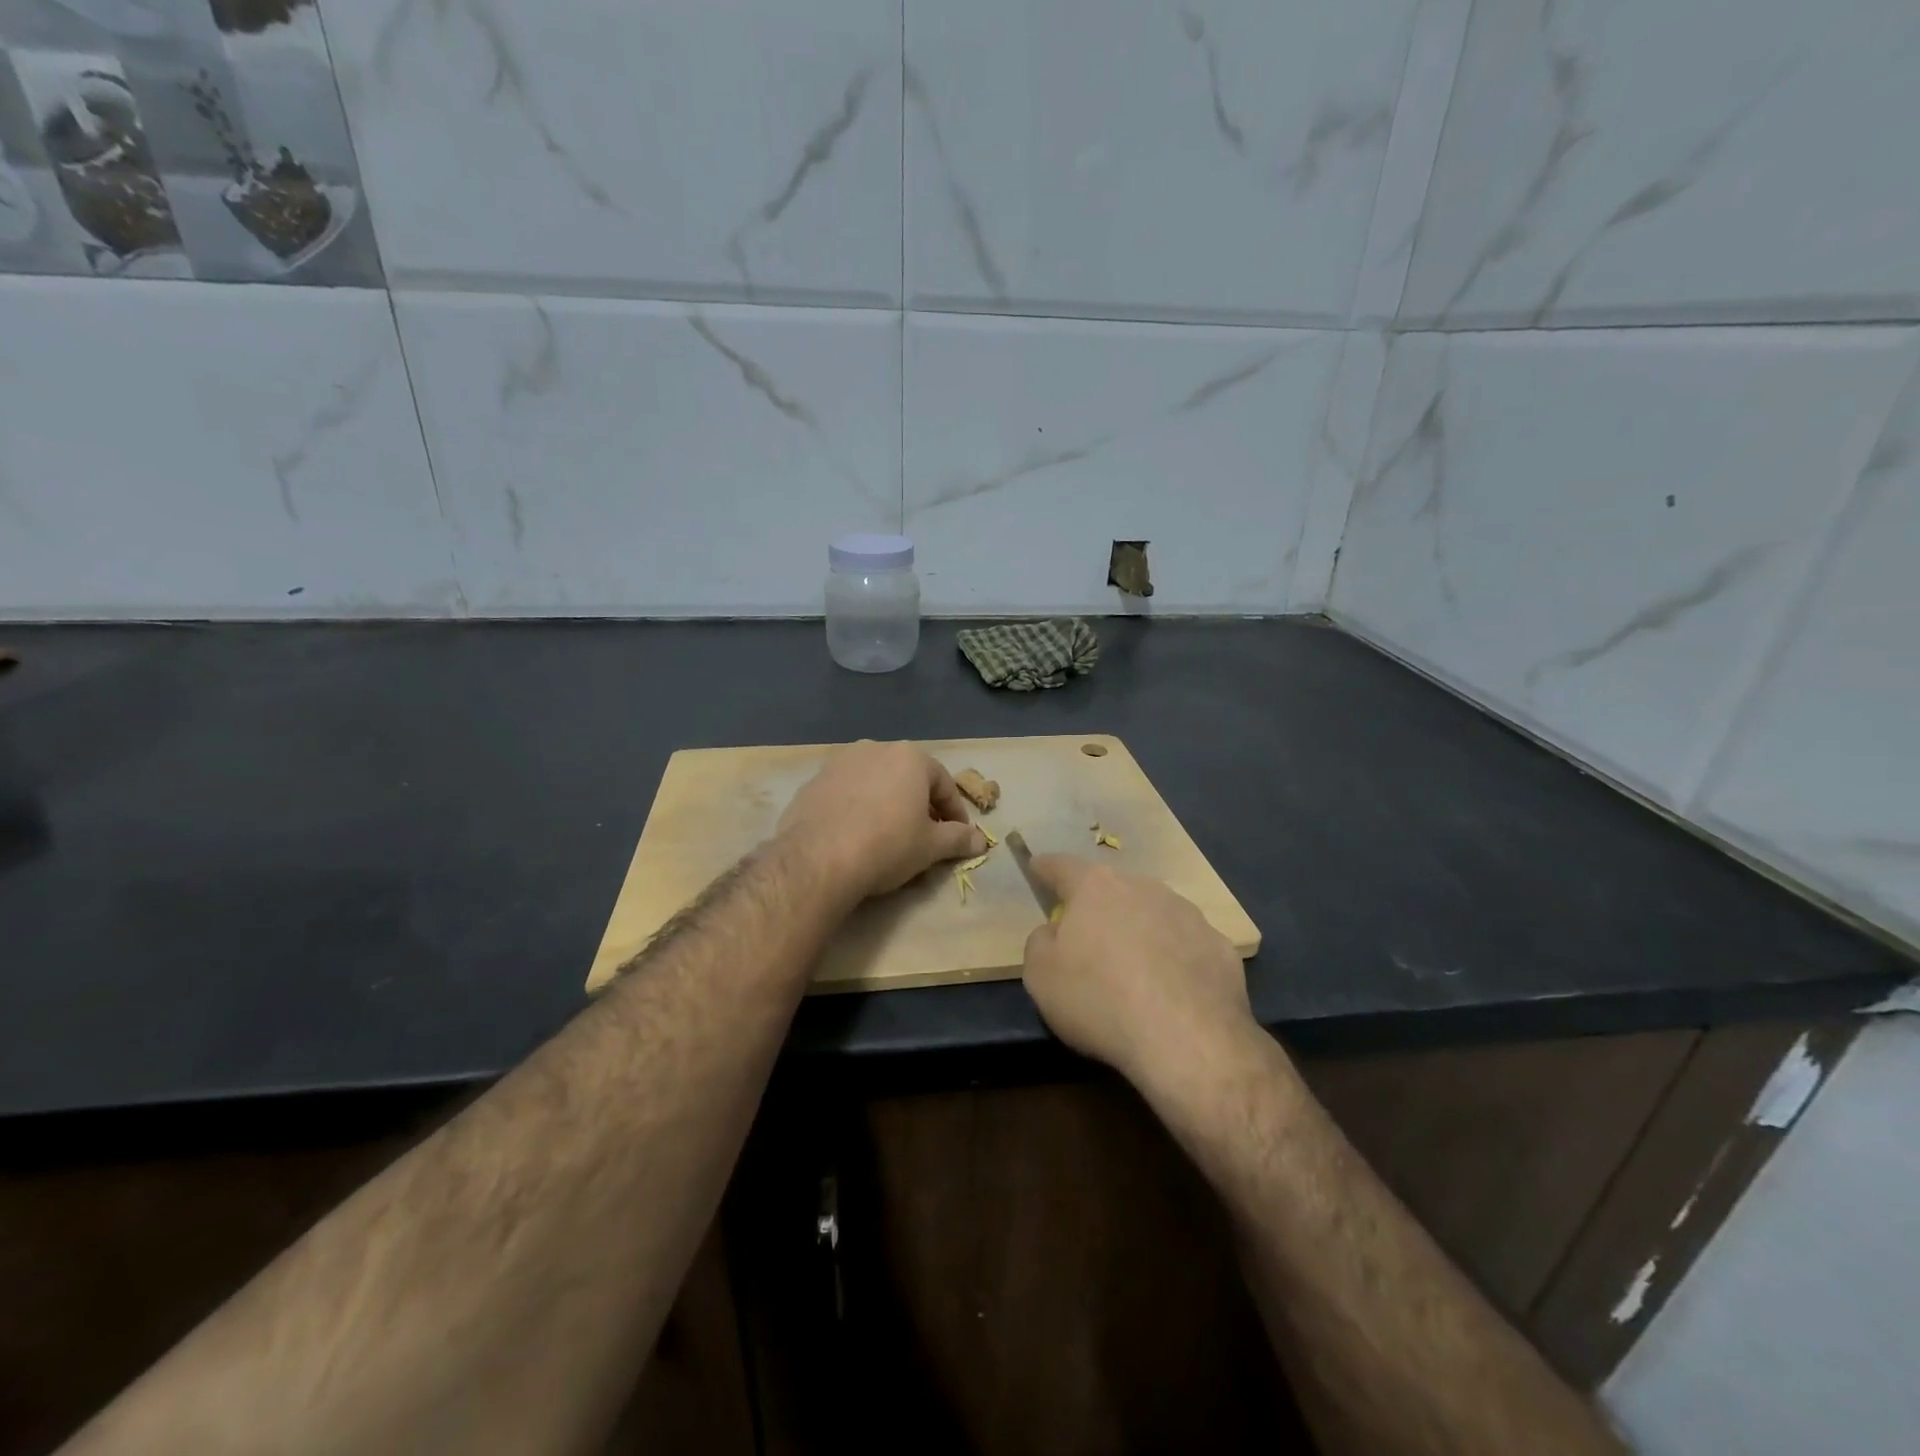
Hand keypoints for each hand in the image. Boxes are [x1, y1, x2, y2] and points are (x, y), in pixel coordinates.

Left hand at [777, 741, 986, 900]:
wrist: (818, 858)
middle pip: (908, 778)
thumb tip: (980, 841)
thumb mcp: (931, 846)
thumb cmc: (887, 845)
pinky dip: (857, 808)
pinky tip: (856, 835)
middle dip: (920, 805)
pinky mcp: (813, 781)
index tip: (958, 837)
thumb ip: (958, 839)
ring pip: (875, 782)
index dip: (955, 813)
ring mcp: (840, 762)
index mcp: (910, 756)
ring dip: (887, 803)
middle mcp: (875, 748)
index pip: (944, 784)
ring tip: (889, 835)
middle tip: (925, 836)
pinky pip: (846, 793)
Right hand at [1022, 856, 1257, 1094]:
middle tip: (1088, 937)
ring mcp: (1188, 914)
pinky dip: (1175, 960)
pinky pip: (1186, 946)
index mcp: (1095, 888)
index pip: (1062, 866)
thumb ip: (1041, 942)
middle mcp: (1143, 887)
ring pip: (1153, 914)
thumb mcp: (1040, 976)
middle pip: (1112, 889)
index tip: (1037, 866)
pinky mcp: (1220, 946)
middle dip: (1098, 906)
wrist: (1187, 1040)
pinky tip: (1172, 992)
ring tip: (1134, 971)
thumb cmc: (1099, 1000)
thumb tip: (1055, 933)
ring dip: (1139, 931)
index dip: (1045, 868)